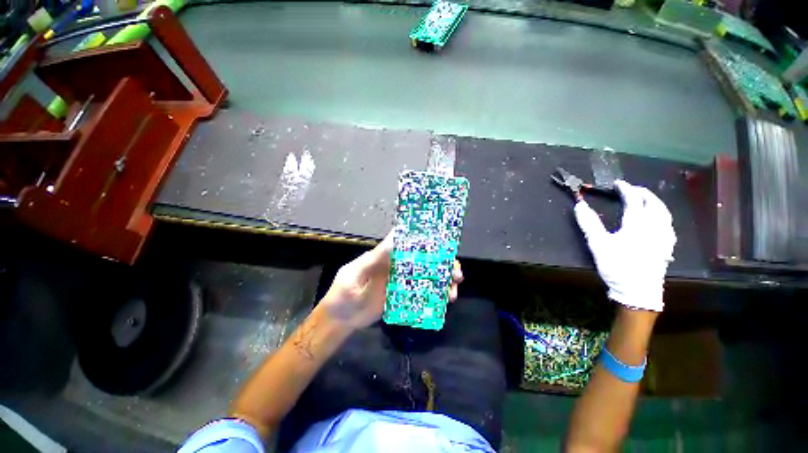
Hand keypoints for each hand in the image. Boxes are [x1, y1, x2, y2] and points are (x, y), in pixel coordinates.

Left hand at [320, 233, 463, 329]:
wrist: (341, 319)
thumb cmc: (344, 292)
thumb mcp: (356, 274)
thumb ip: (375, 258)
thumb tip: (397, 236)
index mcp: (387, 255)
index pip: (410, 242)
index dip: (428, 240)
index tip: (446, 244)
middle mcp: (398, 265)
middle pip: (425, 259)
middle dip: (443, 264)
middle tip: (457, 274)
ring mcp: (402, 282)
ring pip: (427, 276)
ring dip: (443, 281)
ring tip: (453, 292)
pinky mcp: (403, 296)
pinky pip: (422, 293)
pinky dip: (435, 296)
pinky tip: (445, 302)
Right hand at [574, 180, 675, 311]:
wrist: (637, 291)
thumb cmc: (617, 266)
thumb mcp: (598, 244)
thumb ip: (589, 223)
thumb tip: (579, 205)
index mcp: (637, 224)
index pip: (634, 200)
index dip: (626, 189)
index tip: (617, 183)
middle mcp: (655, 227)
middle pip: (654, 204)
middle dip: (643, 193)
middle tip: (632, 189)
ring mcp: (664, 238)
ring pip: (665, 213)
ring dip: (655, 203)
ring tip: (647, 200)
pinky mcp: (667, 247)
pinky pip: (668, 225)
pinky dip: (663, 216)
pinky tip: (659, 221)